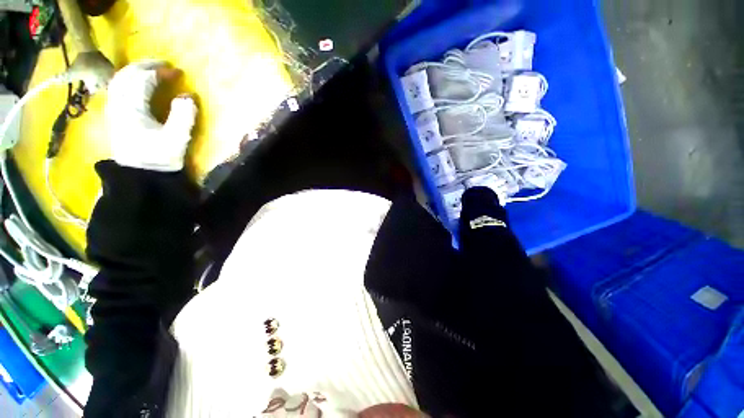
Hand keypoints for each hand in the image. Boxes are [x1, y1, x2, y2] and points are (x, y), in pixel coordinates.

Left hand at [106, 61, 197, 171]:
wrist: (139, 176)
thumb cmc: (159, 159)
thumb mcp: (177, 139)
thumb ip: (184, 116)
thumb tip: (188, 95)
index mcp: (132, 108)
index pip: (144, 80)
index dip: (161, 72)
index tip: (178, 72)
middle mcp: (118, 104)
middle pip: (127, 75)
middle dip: (146, 66)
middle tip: (164, 65)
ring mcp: (114, 109)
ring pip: (119, 80)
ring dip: (135, 71)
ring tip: (151, 70)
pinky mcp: (115, 116)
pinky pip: (117, 89)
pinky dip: (128, 81)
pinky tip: (137, 84)